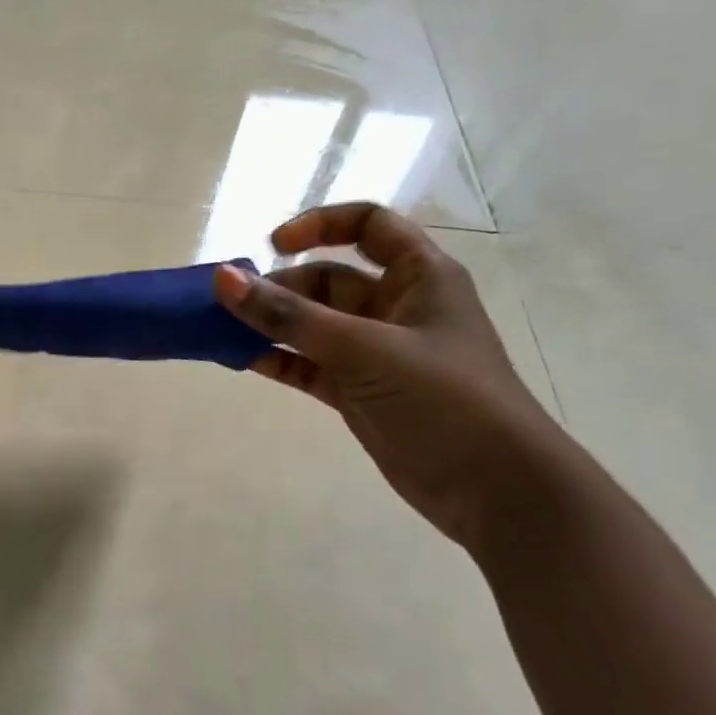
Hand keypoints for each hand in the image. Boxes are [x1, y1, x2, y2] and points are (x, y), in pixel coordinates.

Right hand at [214, 202, 561, 545]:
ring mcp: (375, 352)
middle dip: (278, 288)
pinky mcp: (358, 391)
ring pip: (311, 325)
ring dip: (270, 325)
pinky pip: (307, 364)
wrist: (495, 489)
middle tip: (227, 306)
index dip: (318, 225)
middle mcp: (396, 307)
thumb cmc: (444, 399)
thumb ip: (290, 316)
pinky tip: (241, 360)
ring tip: (220, 331)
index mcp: (419, 276)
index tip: (272, 246)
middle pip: (327, 279)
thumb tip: (223, 278)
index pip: (367, 225)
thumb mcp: (364, 349)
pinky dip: (277, 359)